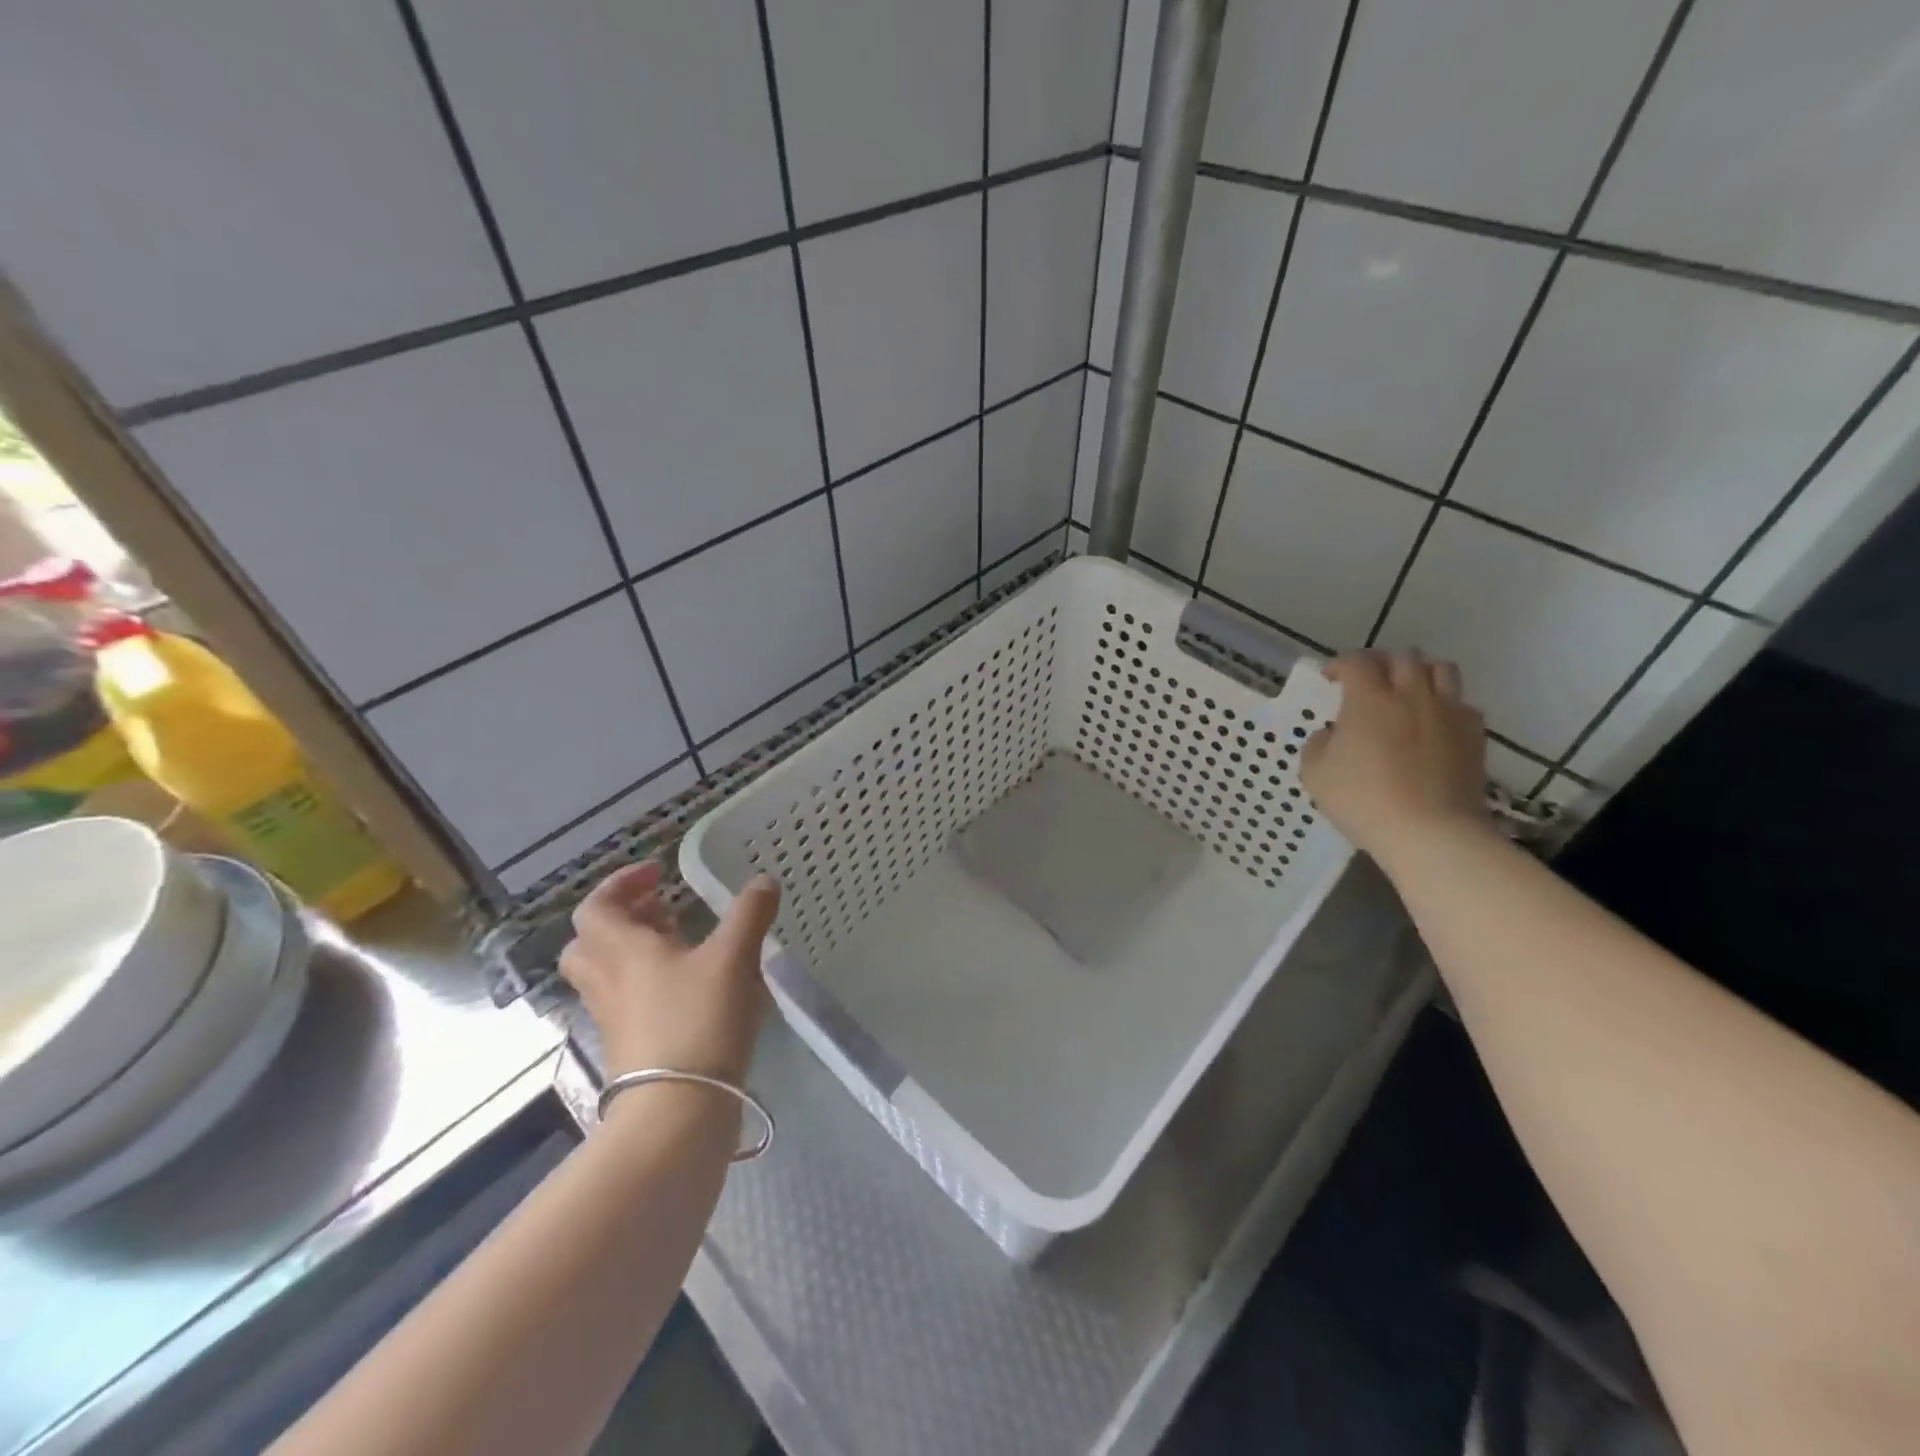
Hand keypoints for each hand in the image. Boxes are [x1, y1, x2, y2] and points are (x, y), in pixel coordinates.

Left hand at [559, 862, 778, 1084]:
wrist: (677, 1109)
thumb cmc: (700, 1019)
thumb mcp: (734, 957)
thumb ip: (749, 913)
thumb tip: (763, 880)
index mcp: (622, 950)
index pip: (597, 907)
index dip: (620, 884)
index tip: (657, 874)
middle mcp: (608, 980)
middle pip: (590, 941)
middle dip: (622, 919)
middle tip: (661, 910)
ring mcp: (614, 1017)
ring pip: (607, 972)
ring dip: (635, 950)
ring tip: (681, 944)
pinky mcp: (630, 1046)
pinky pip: (627, 1000)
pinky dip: (648, 983)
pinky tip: (690, 987)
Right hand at [1300, 650, 1491, 864]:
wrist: (1431, 832)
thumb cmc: (1364, 800)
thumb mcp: (1315, 774)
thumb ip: (1317, 744)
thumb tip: (1332, 733)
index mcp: (1369, 699)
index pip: (1357, 661)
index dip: (1341, 664)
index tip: (1331, 677)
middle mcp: (1411, 694)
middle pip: (1402, 657)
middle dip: (1380, 663)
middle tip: (1367, 680)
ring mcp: (1448, 711)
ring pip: (1440, 668)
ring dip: (1419, 671)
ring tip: (1407, 688)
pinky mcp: (1474, 733)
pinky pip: (1461, 702)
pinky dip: (1444, 702)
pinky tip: (1433, 722)